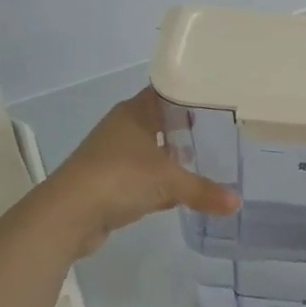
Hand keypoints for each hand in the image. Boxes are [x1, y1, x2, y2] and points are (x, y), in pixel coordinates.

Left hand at [44, 88, 239, 253]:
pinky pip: (142, 176)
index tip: (219, 100)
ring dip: (172, 157)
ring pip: (151, 150)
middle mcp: (123, 127)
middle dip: (187, 128)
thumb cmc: (119, 178)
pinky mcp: (108, 182)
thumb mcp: (168, 182)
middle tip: (221, 132)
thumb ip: (204, 190)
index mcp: (135, 112)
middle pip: (161, 121)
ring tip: (206, 160)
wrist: (68, 214)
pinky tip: (180, 191)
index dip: (192, 94)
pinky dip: (159, 182)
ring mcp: (113, 155)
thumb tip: (237, 203)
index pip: (168, 92)